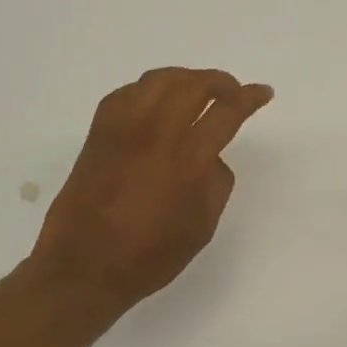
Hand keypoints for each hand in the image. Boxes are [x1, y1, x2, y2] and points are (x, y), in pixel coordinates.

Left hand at [28, 67, 272, 320]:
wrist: (83, 268)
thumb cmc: (149, 257)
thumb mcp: (202, 228)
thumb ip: (216, 184)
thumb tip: (211, 157)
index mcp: (187, 163)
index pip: (226, 112)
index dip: (249, 97)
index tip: (263, 92)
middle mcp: (155, 136)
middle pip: (192, 85)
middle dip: (220, 82)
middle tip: (233, 92)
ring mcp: (122, 131)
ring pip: (158, 80)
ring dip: (185, 78)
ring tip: (198, 91)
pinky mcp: (98, 134)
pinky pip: (127, 93)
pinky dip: (150, 89)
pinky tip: (157, 102)